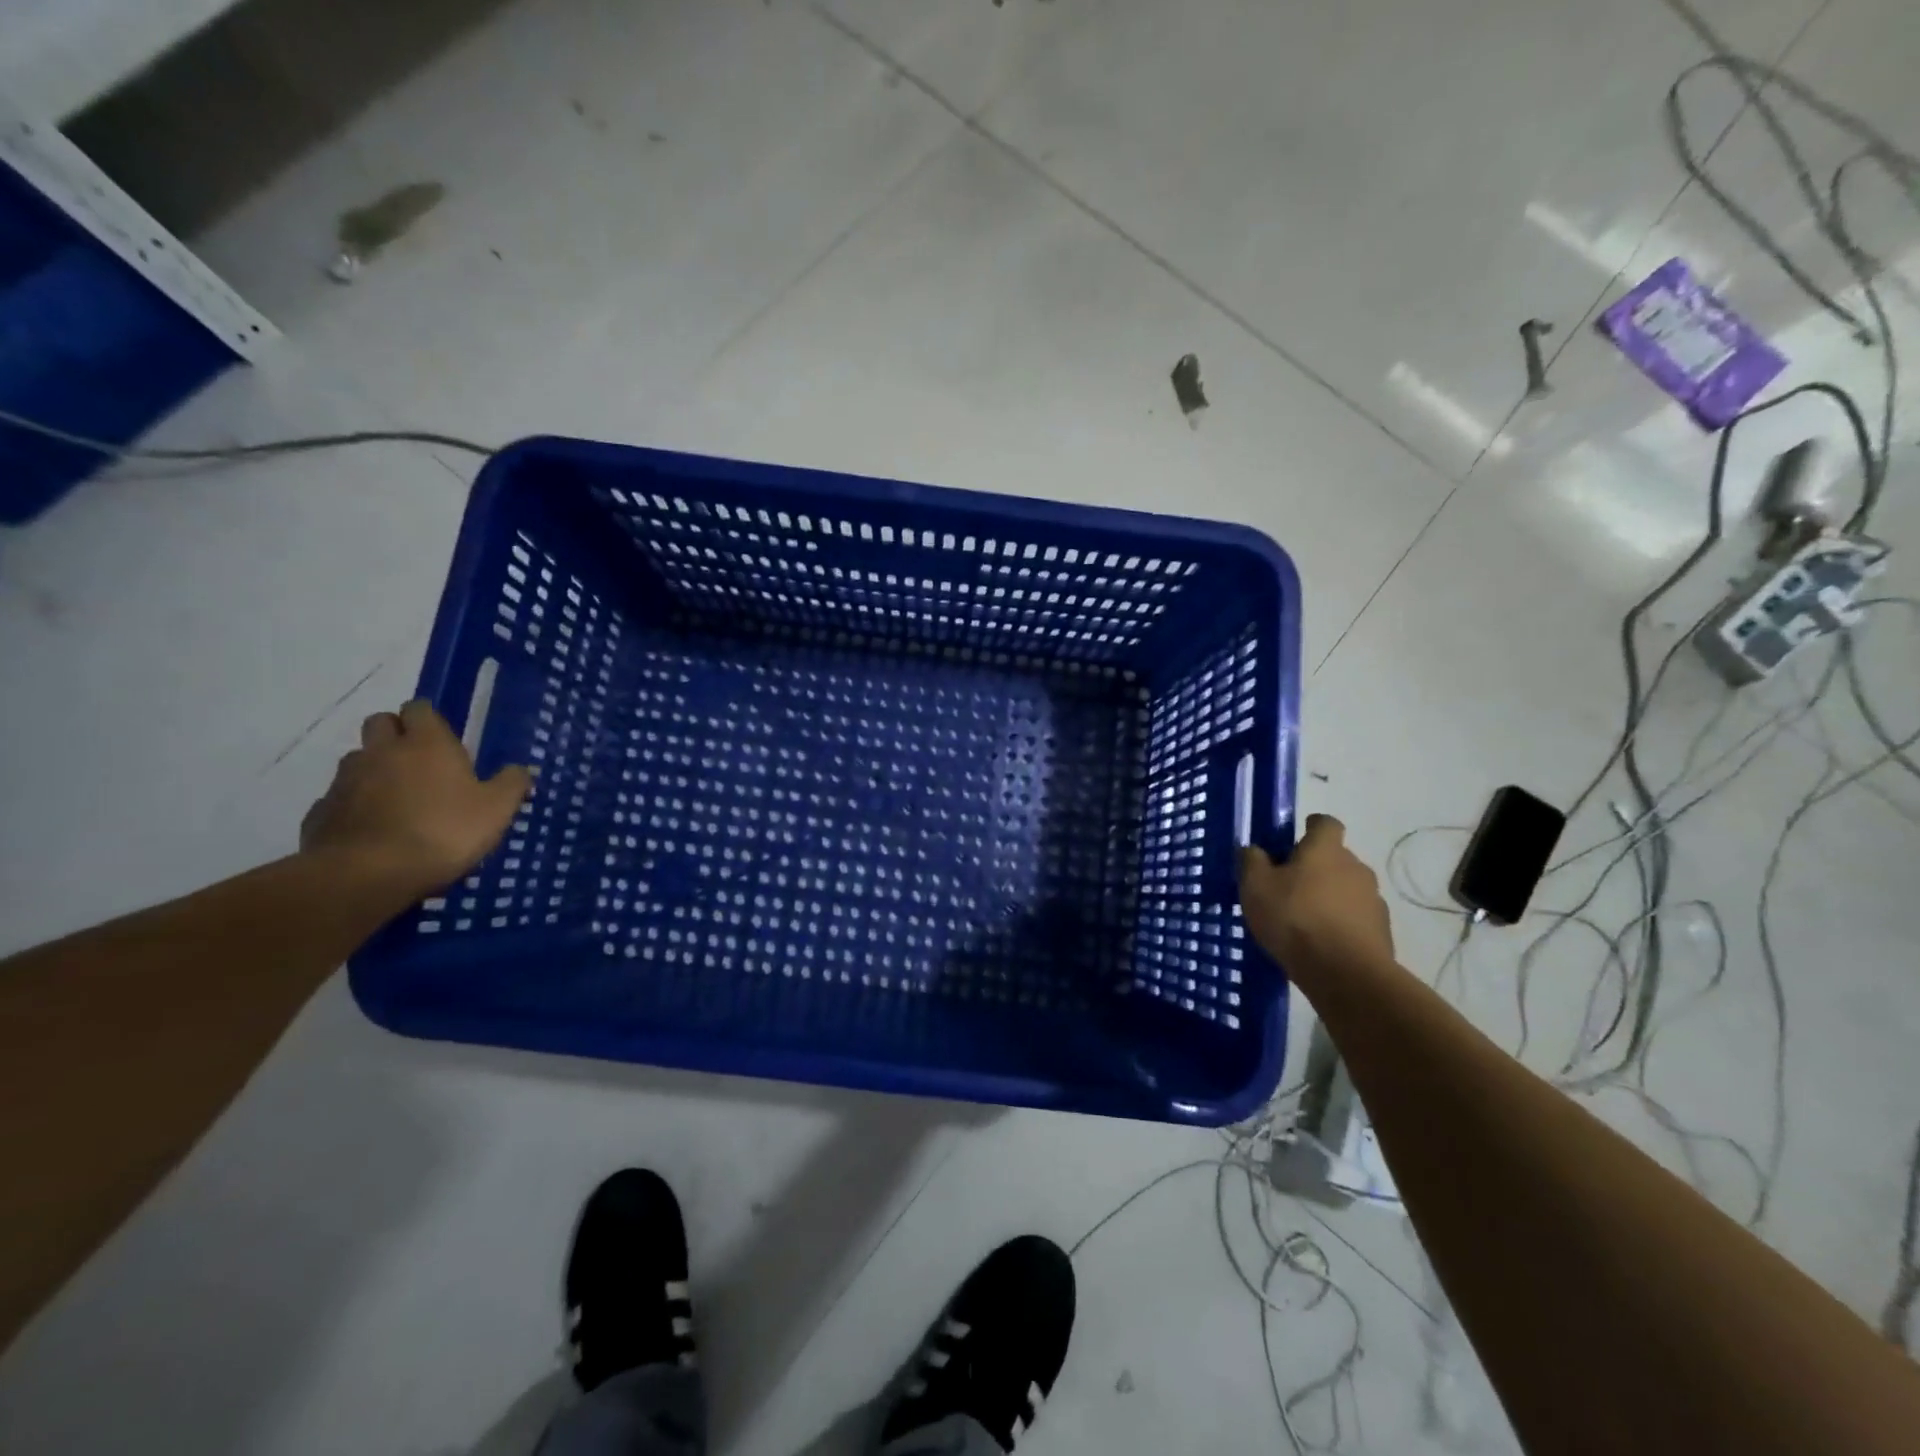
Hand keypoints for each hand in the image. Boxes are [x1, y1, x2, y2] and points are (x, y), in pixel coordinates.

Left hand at [300, 699, 530, 897]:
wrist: (368, 874)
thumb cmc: (444, 831)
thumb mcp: (497, 809)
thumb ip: (512, 784)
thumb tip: (520, 769)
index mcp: (426, 743)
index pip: (419, 708)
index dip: (429, 719)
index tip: (443, 738)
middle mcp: (382, 751)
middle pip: (380, 723)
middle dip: (396, 733)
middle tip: (419, 761)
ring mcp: (345, 780)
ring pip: (358, 759)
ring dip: (375, 768)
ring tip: (397, 797)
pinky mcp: (321, 811)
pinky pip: (340, 797)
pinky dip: (355, 804)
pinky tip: (373, 828)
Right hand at [1239, 814, 1394, 978]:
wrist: (1345, 973)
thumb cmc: (1294, 918)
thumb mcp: (1255, 887)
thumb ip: (1251, 861)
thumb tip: (1253, 849)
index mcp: (1326, 849)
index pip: (1325, 823)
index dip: (1311, 828)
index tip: (1294, 840)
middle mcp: (1356, 867)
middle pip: (1336, 858)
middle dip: (1315, 868)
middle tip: (1288, 888)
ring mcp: (1373, 900)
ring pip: (1347, 890)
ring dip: (1329, 898)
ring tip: (1304, 921)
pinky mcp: (1382, 932)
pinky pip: (1356, 919)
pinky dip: (1341, 925)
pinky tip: (1321, 944)